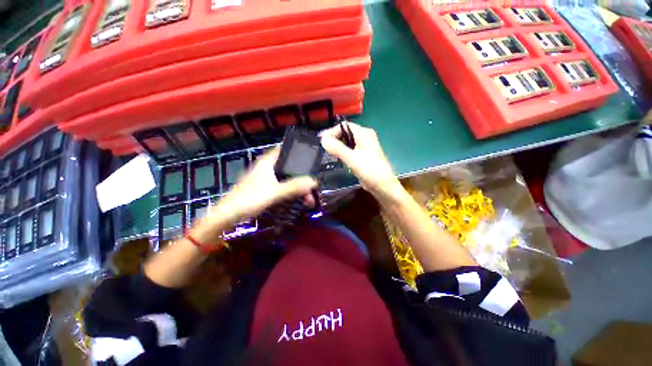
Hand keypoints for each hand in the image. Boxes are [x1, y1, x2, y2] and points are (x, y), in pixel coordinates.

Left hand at [192, 149, 316, 240]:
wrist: (228, 216)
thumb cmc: (249, 199)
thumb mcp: (274, 192)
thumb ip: (294, 186)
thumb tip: (314, 181)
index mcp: (267, 162)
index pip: (284, 149)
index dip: (298, 149)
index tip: (312, 155)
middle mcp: (268, 167)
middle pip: (289, 166)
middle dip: (303, 175)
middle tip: (314, 185)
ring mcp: (267, 178)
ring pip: (288, 178)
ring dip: (299, 186)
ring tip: (309, 199)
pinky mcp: (266, 188)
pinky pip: (284, 186)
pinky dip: (292, 191)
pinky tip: (299, 200)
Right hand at [320, 122, 402, 201]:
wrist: (383, 186)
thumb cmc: (369, 170)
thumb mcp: (352, 158)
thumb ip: (337, 148)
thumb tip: (323, 139)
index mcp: (364, 133)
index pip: (344, 126)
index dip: (331, 131)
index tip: (321, 140)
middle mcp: (365, 137)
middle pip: (345, 133)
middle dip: (334, 138)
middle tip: (323, 147)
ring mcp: (365, 146)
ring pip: (347, 142)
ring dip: (338, 146)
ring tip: (328, 152)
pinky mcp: (363, 155)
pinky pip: (350, 149)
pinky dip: (343, 152)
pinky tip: (337, 158)